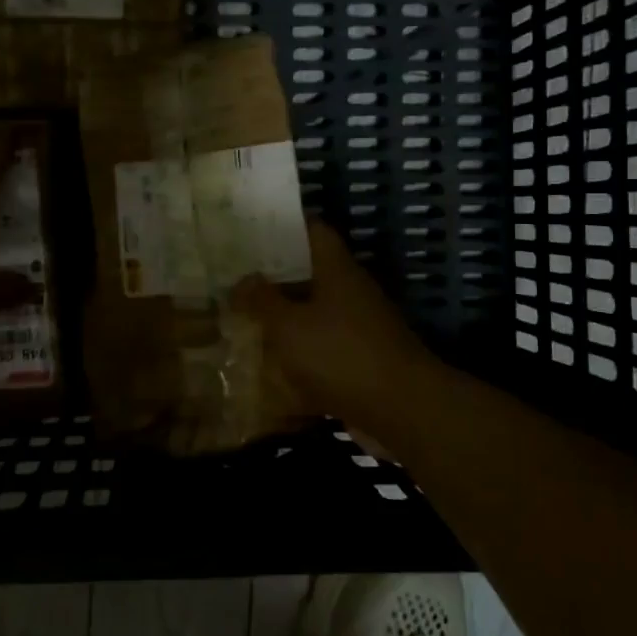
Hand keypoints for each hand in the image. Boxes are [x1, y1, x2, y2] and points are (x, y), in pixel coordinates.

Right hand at [230, 222, 433, 423]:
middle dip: (275, 275)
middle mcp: (351, 291)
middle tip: (236, 276)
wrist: (400, 410)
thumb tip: (242, 280)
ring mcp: (360, 326)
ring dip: (285, 315)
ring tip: (245, 317)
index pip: (313, 231)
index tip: (251, 228)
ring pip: (315, 311)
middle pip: (311, 272)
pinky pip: (323, 346)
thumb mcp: (289, 326)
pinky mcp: (361, 360)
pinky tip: (270, 363)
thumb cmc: (341, 355)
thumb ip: (262, 301)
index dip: (284, 225)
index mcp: (337, 270)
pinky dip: (299, 351)